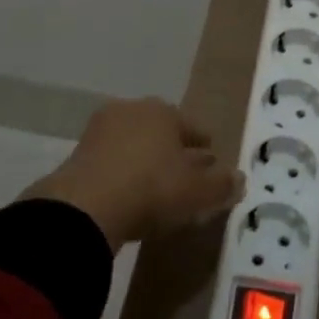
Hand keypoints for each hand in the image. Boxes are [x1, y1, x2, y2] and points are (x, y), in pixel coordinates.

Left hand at [32, 98, 239, 251]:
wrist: (86, 207)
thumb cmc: (152, 188)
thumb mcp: (197, 191)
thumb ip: (222, 185)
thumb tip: (240, 178)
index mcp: (164, 111)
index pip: (192, 127)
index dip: (204, 146)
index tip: (211, 163)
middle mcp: (132, 111)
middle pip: (161, 132)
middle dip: (174, 151)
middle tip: (185, 175)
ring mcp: (101, 131)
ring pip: (135, 145)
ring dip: (146, 162)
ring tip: (157, 188)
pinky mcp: (78, 154)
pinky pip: (112, 162)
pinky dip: (123, 174)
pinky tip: (129, 195)